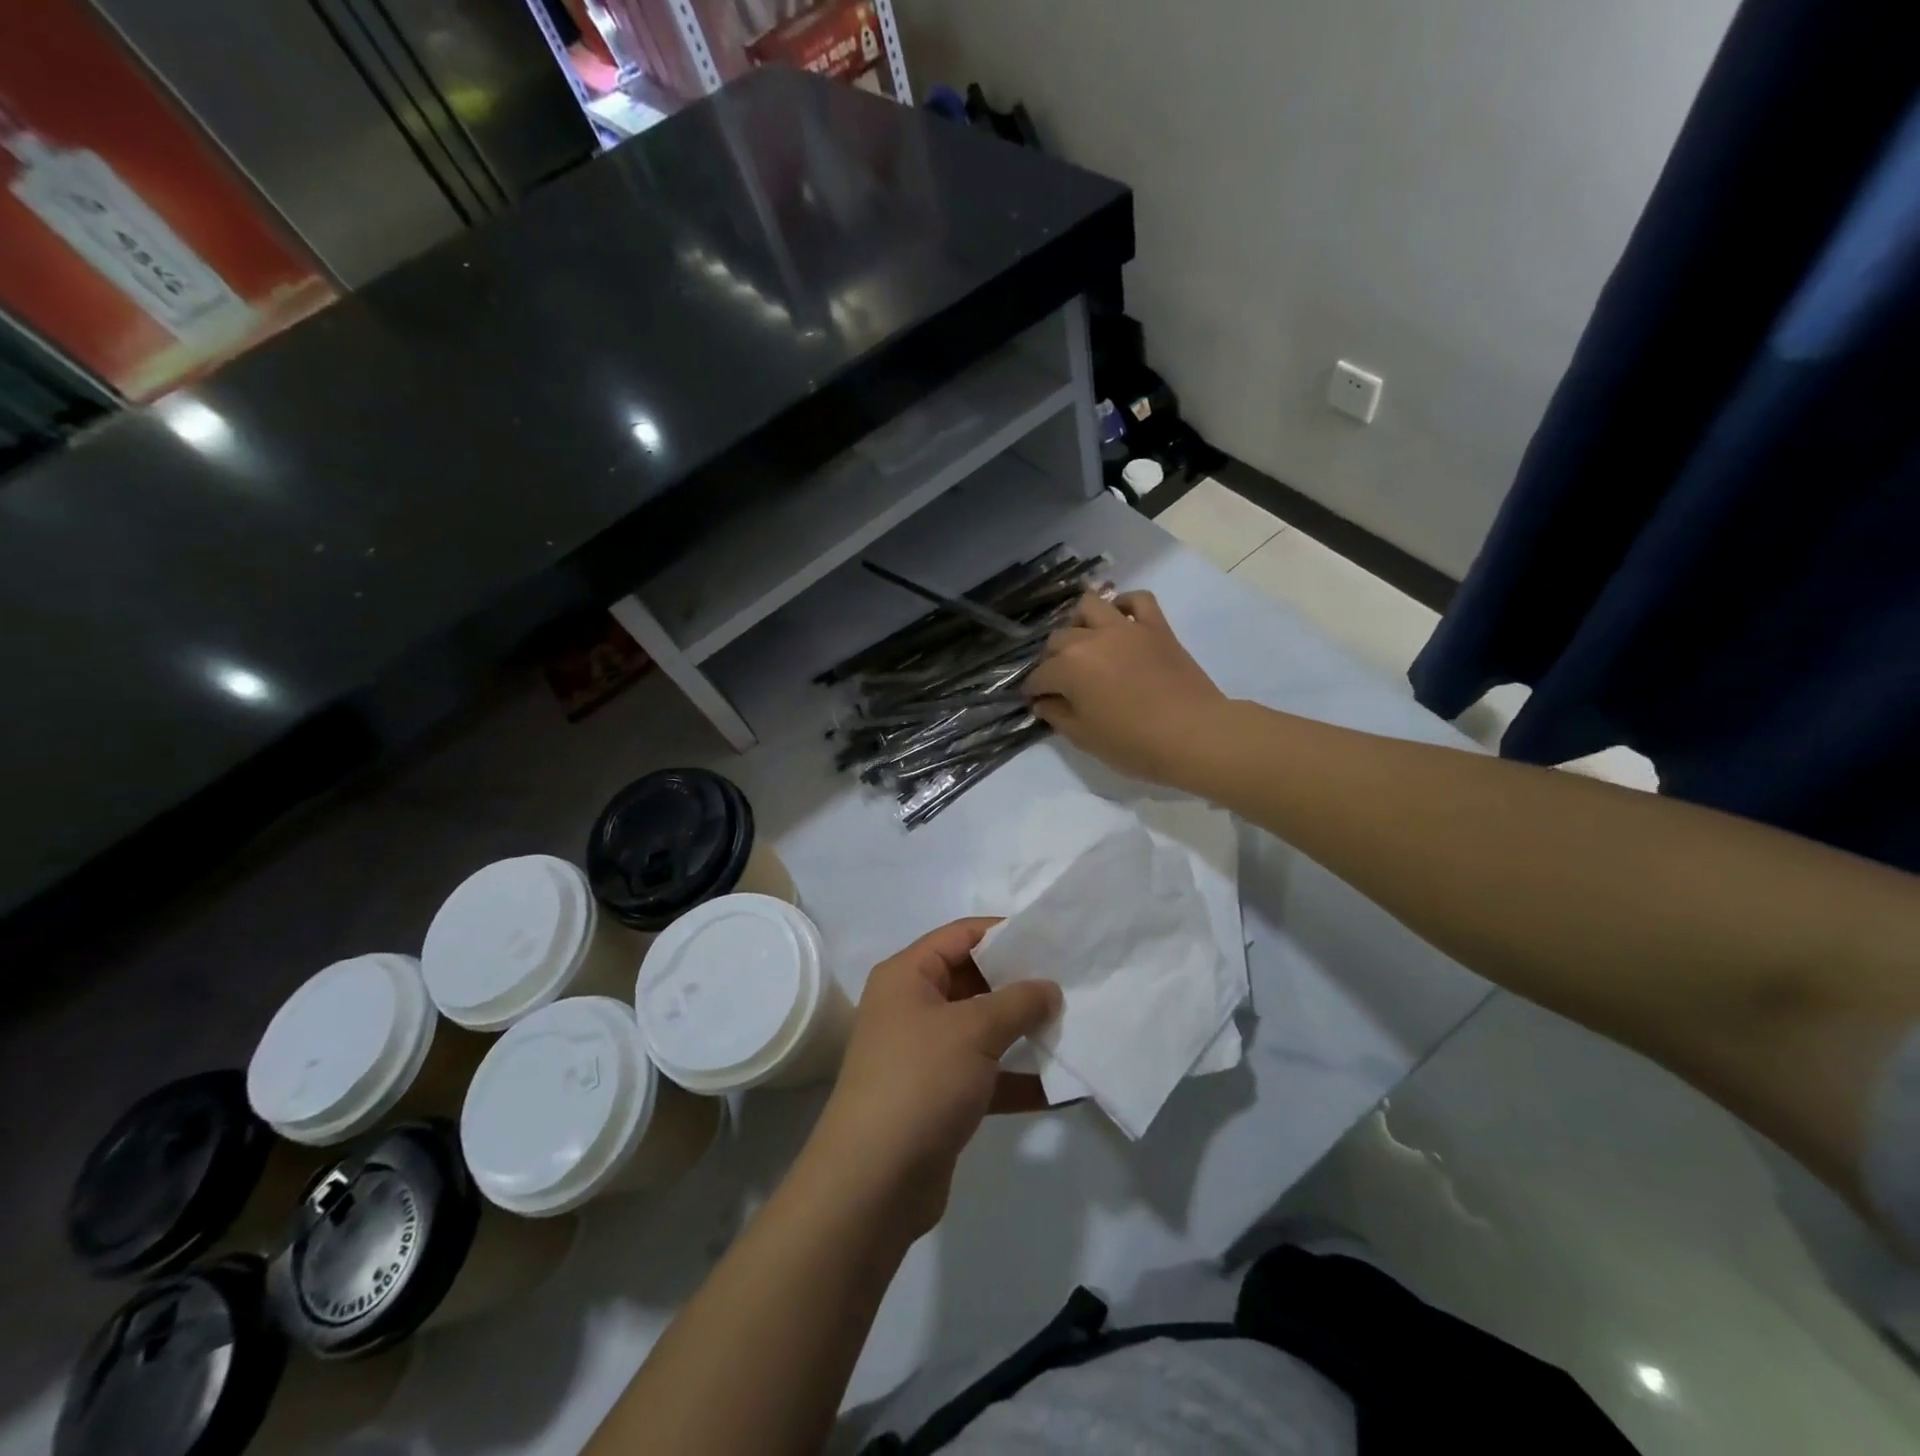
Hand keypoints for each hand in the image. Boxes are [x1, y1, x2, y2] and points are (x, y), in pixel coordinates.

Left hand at [806, 919, 1060, 1239]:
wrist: (873, 1182)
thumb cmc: (920, 1081)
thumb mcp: (973, 1030)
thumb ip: (1018, 1002)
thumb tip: (1049, 987)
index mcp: (908, 975)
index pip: (962, 935)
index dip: (1006, 932)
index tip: (1054, 938)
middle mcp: (913, 1007)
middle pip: (974, 980)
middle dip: (1022, 984)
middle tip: (1073, 982)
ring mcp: (926, 1053)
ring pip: (984, 1030)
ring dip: (1025, 1032)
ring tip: (1076, 1027)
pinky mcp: (940, 1096)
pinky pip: (987, 1075)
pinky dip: (1019, 1079)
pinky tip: (1065, 1087)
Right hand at [1024, 591, 1228, 785]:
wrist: (1195, 735)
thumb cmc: (1135, 744)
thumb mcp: (1086, 738)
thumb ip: (1058, 716)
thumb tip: (1043, 702)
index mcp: (1069, 668)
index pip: (1039, 675)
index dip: (1033, 690)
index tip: (1035, 701)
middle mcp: (1091, 639)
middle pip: (1058, 639)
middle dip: (1051, 659)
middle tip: (1060, 680)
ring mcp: (1126, 628)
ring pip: (1090, 606)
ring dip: (1080, 622)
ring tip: (1084, 642)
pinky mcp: (1156, 626)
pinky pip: (1138, 599)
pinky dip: (1124, 605)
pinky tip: (1120, 620)